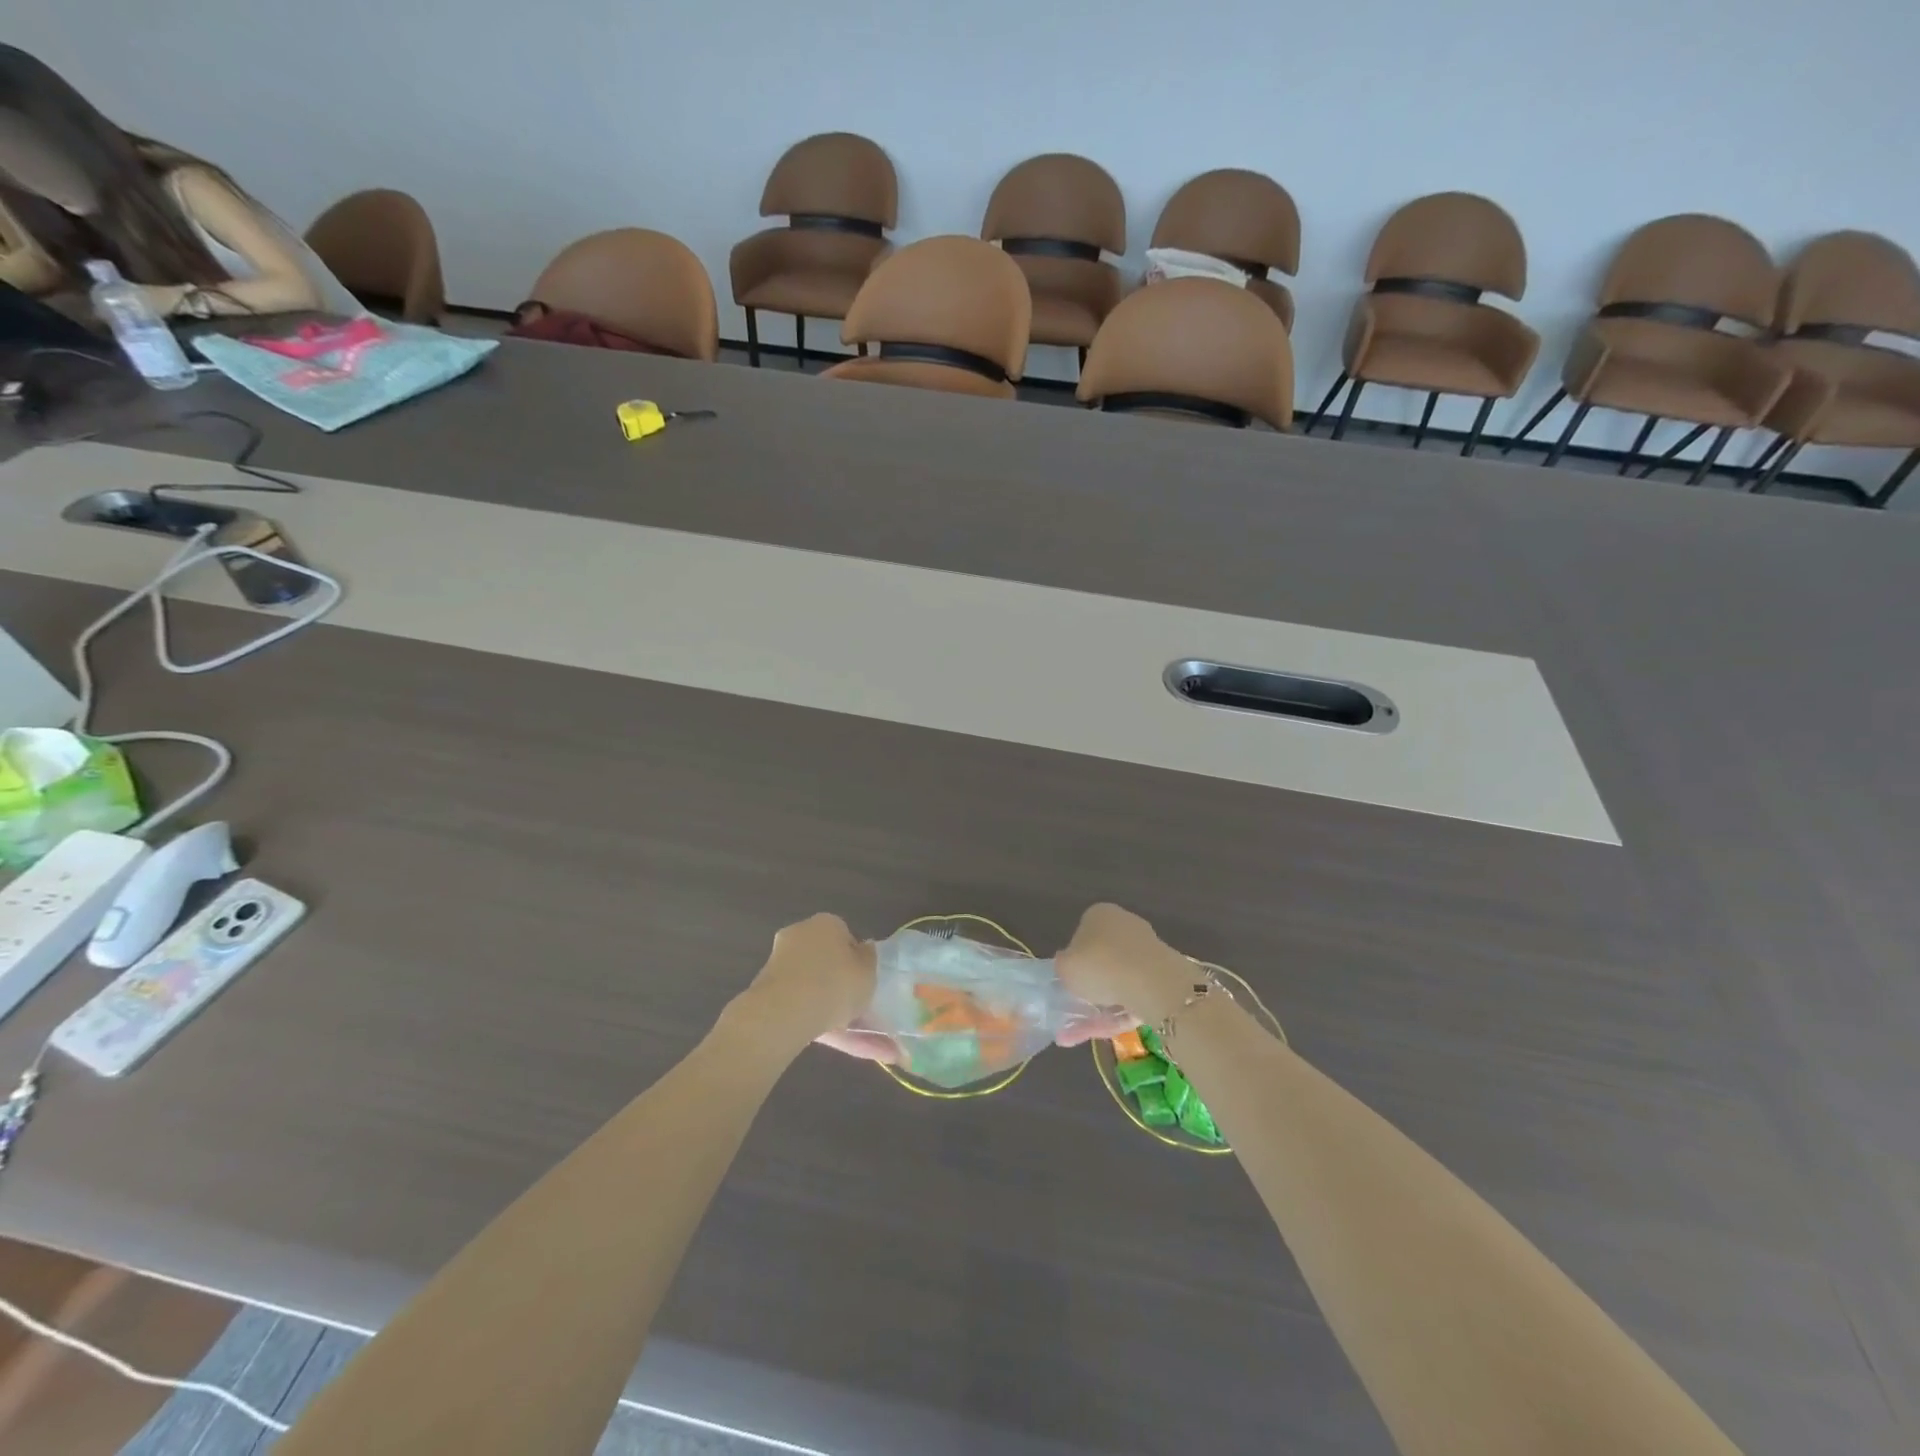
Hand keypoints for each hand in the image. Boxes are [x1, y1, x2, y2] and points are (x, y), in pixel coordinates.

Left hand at [730, 914, 891, 1060]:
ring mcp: (779, 962)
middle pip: (825, 959)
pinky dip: (813, 1019)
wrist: (784, 1012)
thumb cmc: (835, 984)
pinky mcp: (766, 990)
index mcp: (827, 923)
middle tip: (855, 1007)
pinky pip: (798, 1003)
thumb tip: (864, 948)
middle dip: (838, 983)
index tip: (861, 980)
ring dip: (828, 1006)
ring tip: (850, 1036)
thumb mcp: (868, 972)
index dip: (855, 960)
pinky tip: (828, 1037)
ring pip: (812, 986)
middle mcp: (800, 934)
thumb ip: (868, 959)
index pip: (845, 937)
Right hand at [1053, 903, 1196, 1046]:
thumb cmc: (1099, 965)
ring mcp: (1146, 950)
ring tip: (1082, 1032)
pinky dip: (1119, 1013)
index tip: (1070, 980)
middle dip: (1091, 985)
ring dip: (1102, 1006)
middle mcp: (1125, 925)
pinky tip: (1104, 1032)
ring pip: (1118, 980)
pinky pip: (1134, 994)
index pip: (1082, 933)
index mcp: (1100, 914)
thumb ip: (1063, 965)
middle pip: (1103, 957)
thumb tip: (1067, 963)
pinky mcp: (1162, 975)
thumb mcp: (1065, 967)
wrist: (1151, 983)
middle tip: (1076, 1007)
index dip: (1074, 958)